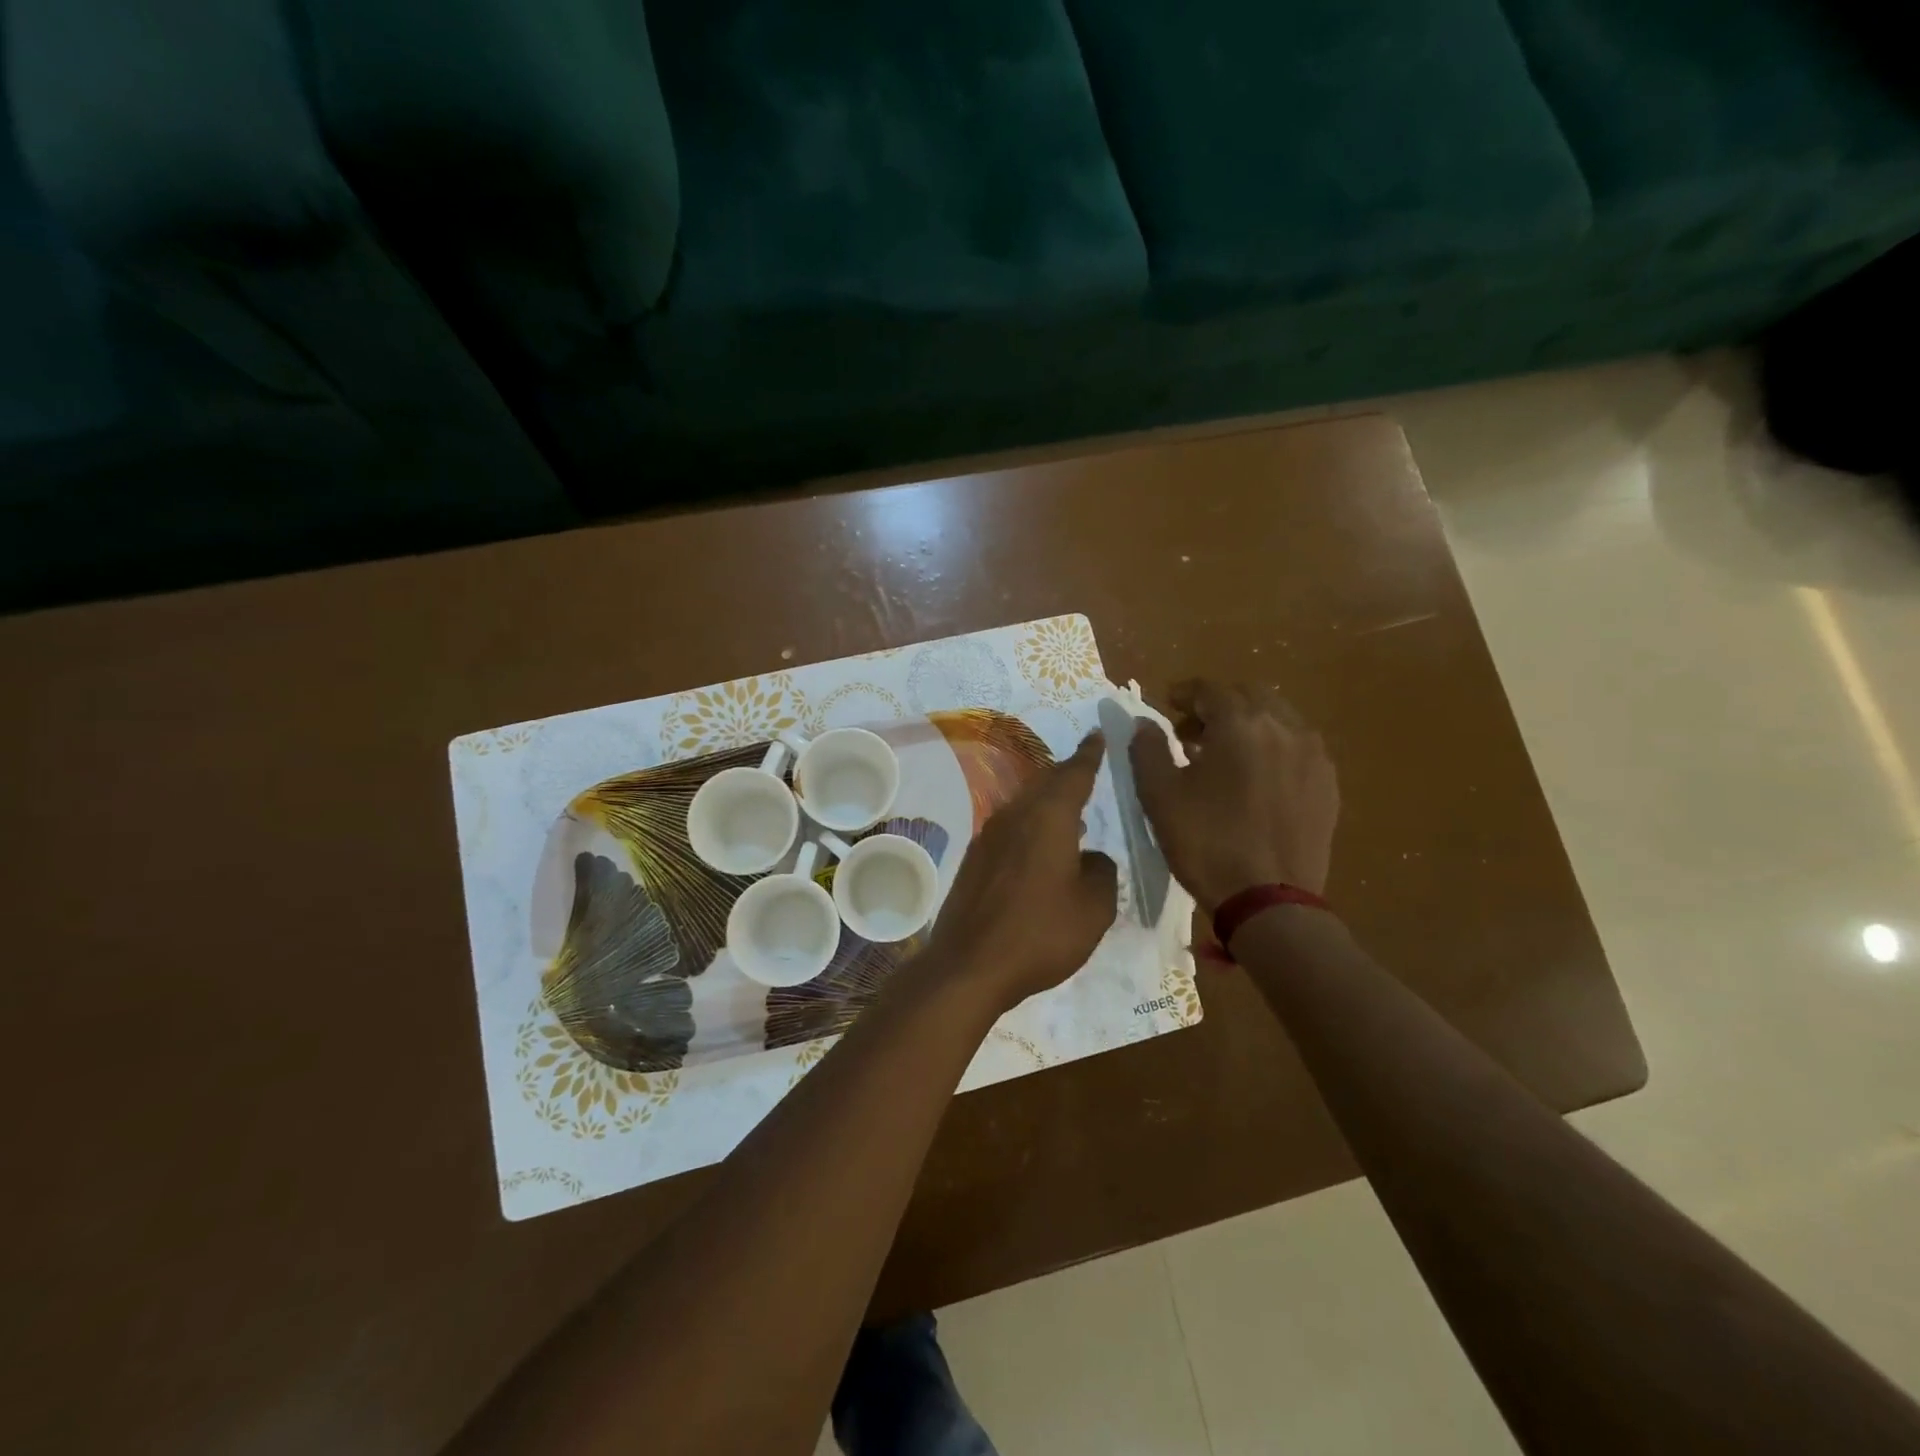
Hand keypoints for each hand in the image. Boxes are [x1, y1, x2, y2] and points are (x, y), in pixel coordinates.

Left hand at [925, 734, 1117, 1013]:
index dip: (1090, 754)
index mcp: (1048, 817)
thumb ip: (1102, 873)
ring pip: (1025, 804)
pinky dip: (1030, 825)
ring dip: (1048, 801)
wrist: (969, 965)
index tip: (1098, 734)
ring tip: (1071, 811)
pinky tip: (1040, 847)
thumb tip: (1092, 859)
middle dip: (1068, 774)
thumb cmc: (1040, 933)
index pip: (1074, 774)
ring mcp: (988, 836)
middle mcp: (1015, 815)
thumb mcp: (1094, 909)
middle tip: (1087, 768)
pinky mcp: (974, 859)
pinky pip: (1010, 827)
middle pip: (1045, 783)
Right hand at [1130, 680, 1338, 913]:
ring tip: (1224, 755)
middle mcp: (1284, 727)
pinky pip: (1297, 747)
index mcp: (1240, 724)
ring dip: (1248, 724)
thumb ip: (1148, 749)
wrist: (1268, 901)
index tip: (1167, 705)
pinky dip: (1273, 747)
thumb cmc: (1206, 843)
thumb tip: (1145, 723)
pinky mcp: (1327, 784)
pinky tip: (1256, 778)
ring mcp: (1313, 755)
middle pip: (1248, 695)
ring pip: (1278, 718)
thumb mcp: (1159, 795)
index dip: (1184, 693)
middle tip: (1192, 731)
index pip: (1209, 689)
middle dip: (1218, 705)